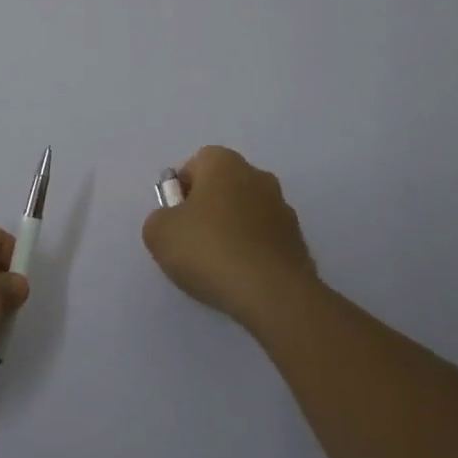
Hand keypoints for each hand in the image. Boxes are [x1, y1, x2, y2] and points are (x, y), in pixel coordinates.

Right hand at [143, 145, 318, 328]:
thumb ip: (159, 219)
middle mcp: (258, 176)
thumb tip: (173, 222)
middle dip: (208, 210)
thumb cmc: (210, 250)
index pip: (195, 165)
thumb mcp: (159, 233)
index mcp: (224, 163)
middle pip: (223, 188)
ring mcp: (283, 209)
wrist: (273, 294)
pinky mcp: (299, 242)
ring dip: (232, 232)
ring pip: (246, 214)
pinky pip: (264, 241)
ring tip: (219, 268)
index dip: (181, 192)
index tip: (176, 221)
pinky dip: (252, 254)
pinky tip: (242, 279)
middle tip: (193, 243)